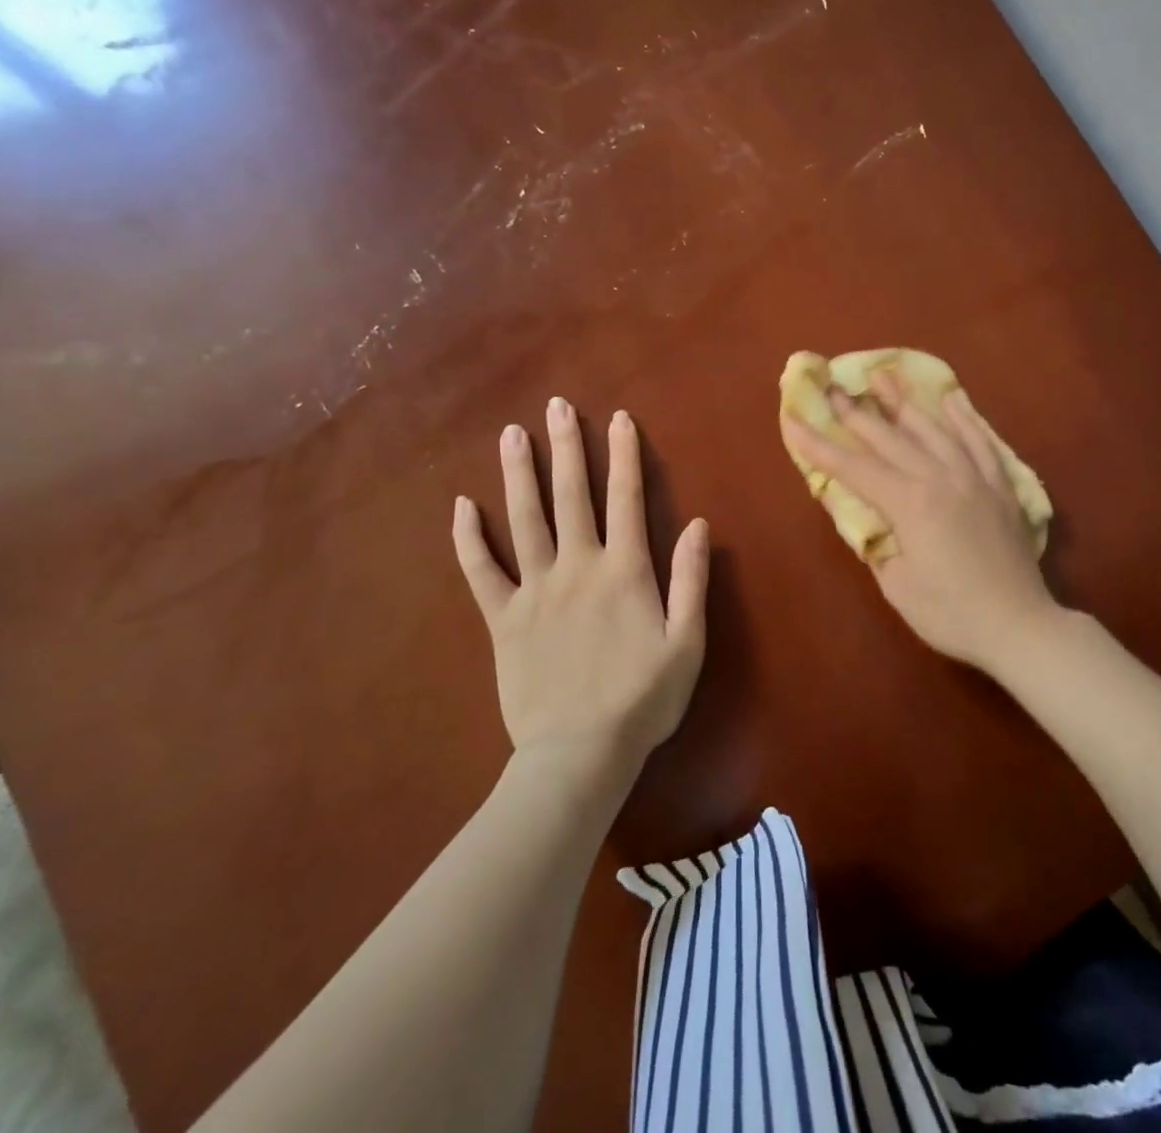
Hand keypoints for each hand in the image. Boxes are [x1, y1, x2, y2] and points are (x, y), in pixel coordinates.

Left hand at [452, 398, 708, 766]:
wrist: (580, 753)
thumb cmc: (643, 698)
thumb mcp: (687, 641)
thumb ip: (692, 579)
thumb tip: (700, 524)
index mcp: (625, 571)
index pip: (626, 499)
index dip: (624, 456)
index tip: (618, 419)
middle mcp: (578, 567)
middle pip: (571, 496)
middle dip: (566, 448)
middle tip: (556, 407)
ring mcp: (535, 591)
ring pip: (523, 521)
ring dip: (518, 475)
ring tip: (512, 435)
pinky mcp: (502, 619)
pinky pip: (481, 572)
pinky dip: (469, 538)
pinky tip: (460, 506)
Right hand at [780, 374, 1060, 675]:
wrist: (1019, 625)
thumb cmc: (950, 614)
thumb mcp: (897, 584)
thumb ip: (875, 541)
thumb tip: (859, 513)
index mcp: (910, 503)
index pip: (854, 468)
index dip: (820, 446)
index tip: (794, 420)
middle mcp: (941, 478)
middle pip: (891, 438)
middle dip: (857, 412)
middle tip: (833, 386)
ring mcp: (974, 477)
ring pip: (934, 429)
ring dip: (905, 402)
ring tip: (884, 375)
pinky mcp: (1000, 485)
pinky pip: (980, 441)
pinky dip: (964, 417)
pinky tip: (952, 398)